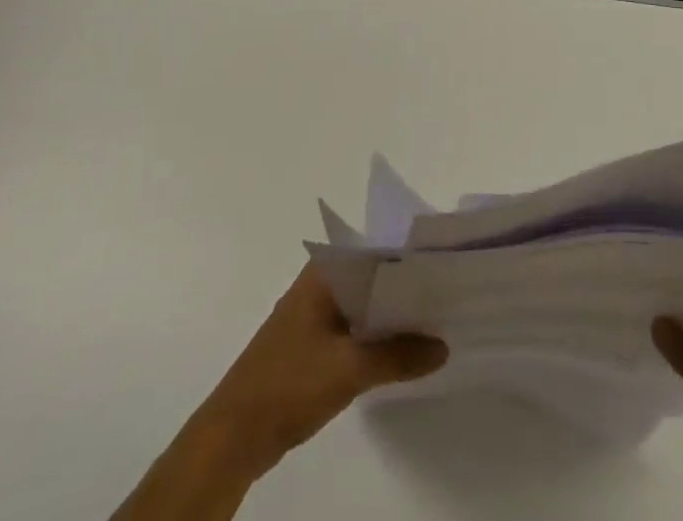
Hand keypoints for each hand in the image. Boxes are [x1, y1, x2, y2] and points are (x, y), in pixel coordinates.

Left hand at [113, 266, 447, 520]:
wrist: (234, 435)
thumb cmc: (289, 384)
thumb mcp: (349, 370)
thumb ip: (398, 356)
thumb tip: (443, 345)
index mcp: (324, 273)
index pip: (375, 247)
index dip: (408, 251)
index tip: (444, 257)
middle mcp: (320, 284)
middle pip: (372, 275)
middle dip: (406, 282)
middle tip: (449, 286)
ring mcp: (314, 315)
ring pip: (364, 302)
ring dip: (392, 311)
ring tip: (436, 315)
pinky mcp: (313, 344)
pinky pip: (354, 326)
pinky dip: (377, 333)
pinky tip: (403, 347)